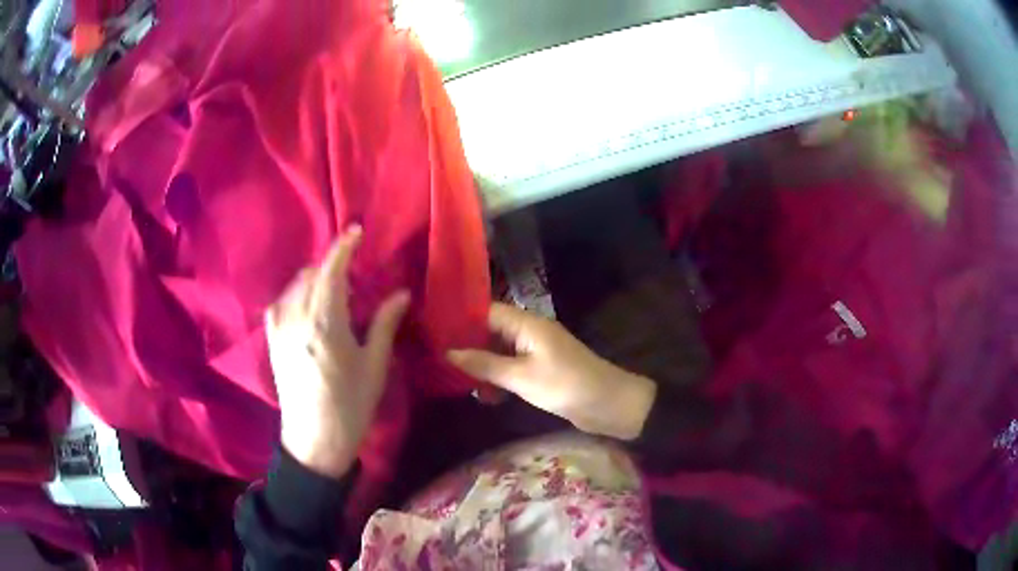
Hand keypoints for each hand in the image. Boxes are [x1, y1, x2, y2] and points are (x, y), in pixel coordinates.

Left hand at [265, 226, 410, 477]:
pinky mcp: (272, 339)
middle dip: (331, 264)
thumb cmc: (350, 405)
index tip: (356, 232)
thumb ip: (384, 324)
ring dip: (315, 278)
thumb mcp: (374, 366)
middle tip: (353, 272)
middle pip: (311, 274)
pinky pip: (283, 301)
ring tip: (334, 290)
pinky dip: (299, 293)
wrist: (314, 440)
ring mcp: (279, 328)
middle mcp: (296, 318)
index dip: (344, 247)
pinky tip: (311, 305)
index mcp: (325, 323)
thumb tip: (401, 293)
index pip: (331, 271)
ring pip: (295, 286)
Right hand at [447, 303, 655, 440]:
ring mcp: (536, 352)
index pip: (486, 311)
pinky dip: (498, 379)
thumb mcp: (521, 376)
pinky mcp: (541, 370)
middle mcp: (529, 332)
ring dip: (481, 366)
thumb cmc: (565, 385)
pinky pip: (512, 368)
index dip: (460, 318)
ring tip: (455, 381)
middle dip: (467, 345)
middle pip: (491, 331)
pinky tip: (484, 396)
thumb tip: (448, 353)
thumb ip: (484, 364)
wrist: (609, 405)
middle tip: (437, 359)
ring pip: (500, 352)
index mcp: (527, 324)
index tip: (433, 330)